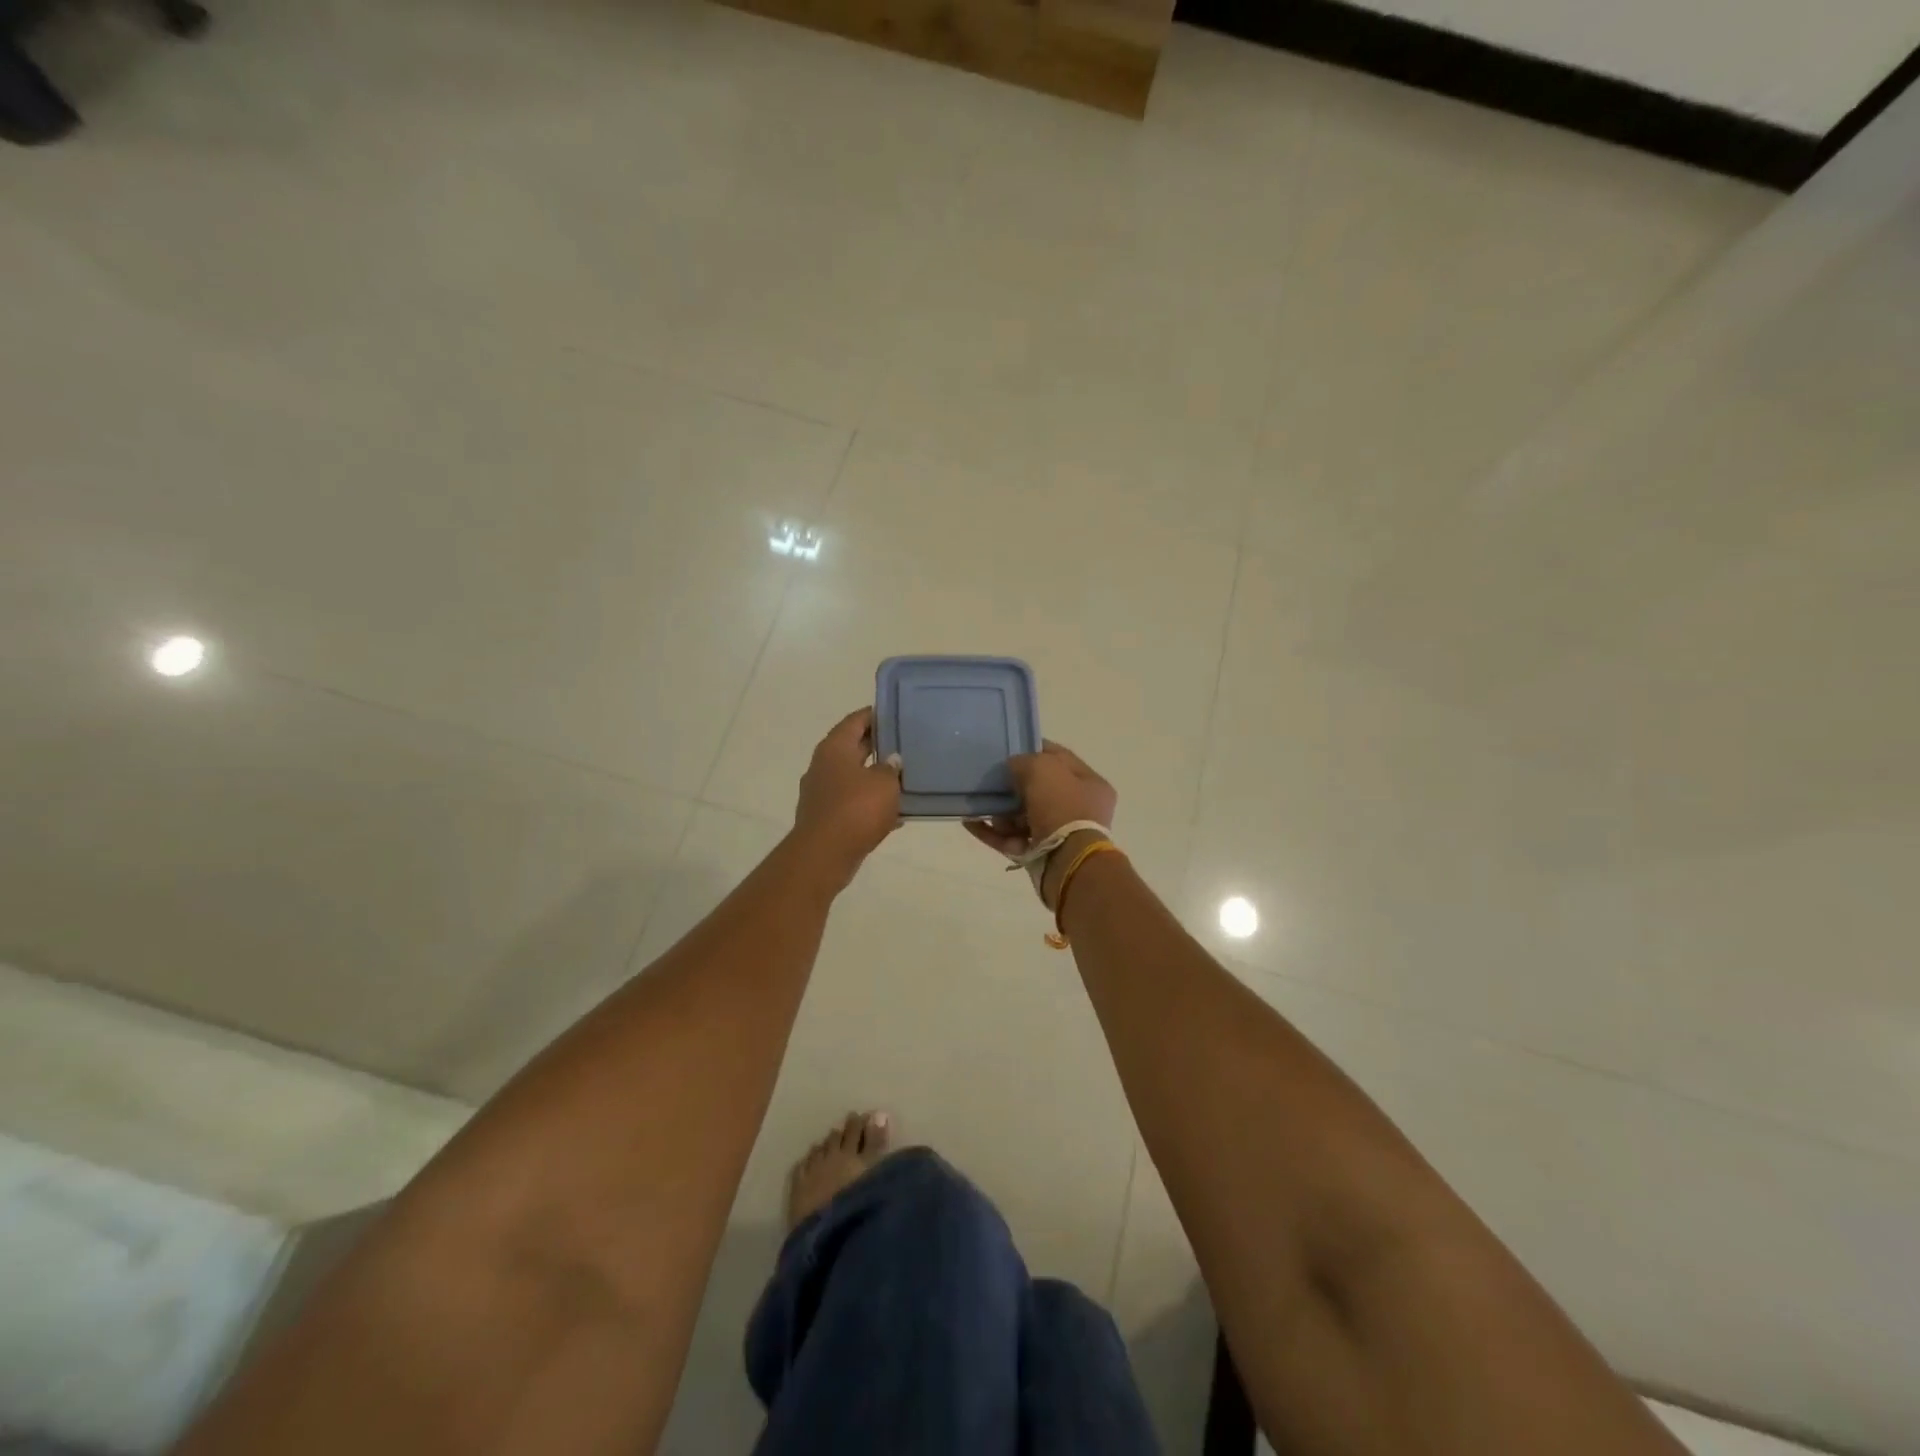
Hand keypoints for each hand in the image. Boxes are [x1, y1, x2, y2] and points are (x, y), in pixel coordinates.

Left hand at [792, 708, 902, 886]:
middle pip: (855, 747)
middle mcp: (825, 765)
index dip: (877, 714)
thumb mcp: (884, 783)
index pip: (856, 720)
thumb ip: (892, 768)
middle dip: (881, 745)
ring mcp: (823, 792)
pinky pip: (855, 802)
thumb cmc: (855, 809)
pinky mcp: (828, 817)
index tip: (898, 713)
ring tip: (907, 777)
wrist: (824, 855)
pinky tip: (897, 813)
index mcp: (835, 748)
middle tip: (909, 743)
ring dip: (878, 777)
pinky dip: (873, 804)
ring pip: (856, 776)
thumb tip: (892, 761)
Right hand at [963, 739, 1116, 862]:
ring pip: (1023, 817)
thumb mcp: (1042, 768)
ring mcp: (1061, 835)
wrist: (1066, 862)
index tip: (1010, 748)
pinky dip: (992, 832)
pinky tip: (970, 822)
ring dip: (1001, 811)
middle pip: (1040, 790)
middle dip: (1013, 786)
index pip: (1060, 758)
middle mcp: (1080, 809)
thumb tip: (1013, 767)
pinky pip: (1011, 839)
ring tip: (982, 806)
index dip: (1034, 750)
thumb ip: (1024, 761)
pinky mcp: (1041, 855)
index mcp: (1091, 784)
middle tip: (992, 780)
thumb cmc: (1061, 807)